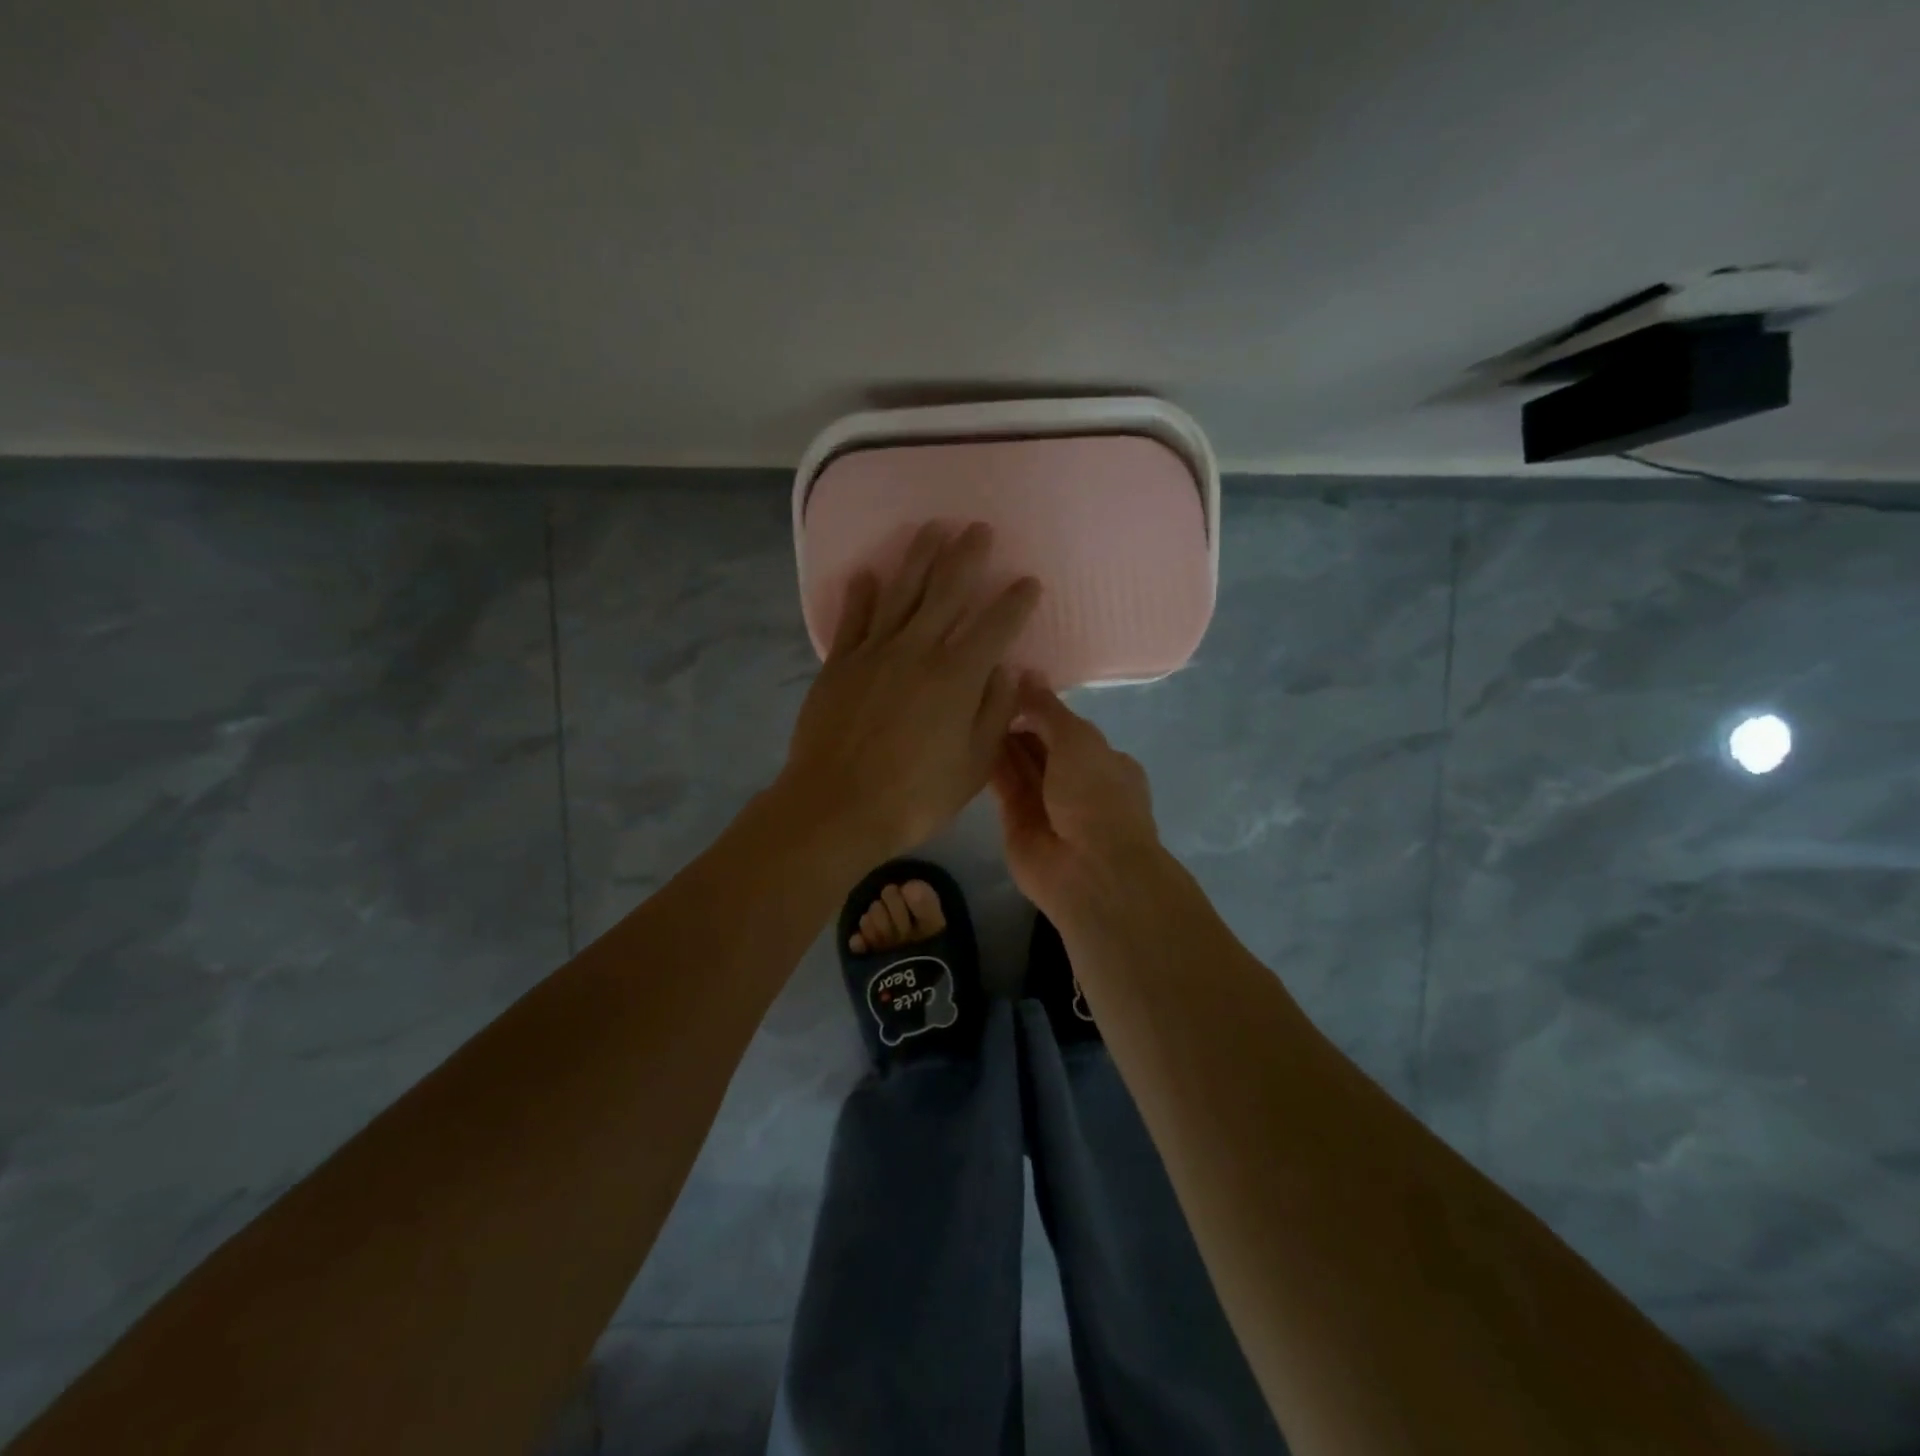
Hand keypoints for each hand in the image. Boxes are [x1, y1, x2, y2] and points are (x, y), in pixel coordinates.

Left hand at [780, 523, 1040, 864]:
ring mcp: (873, 653)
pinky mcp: (839, 664)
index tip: (1029, 581)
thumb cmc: (914, 796)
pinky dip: (861, 593)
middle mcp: (917, 651)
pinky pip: (852, 618)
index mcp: (956, 677)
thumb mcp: (972, 766)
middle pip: (946, 591)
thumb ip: (994, 713)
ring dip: (919, 556)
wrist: (835, 806)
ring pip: (900, 592)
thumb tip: (1013, 670)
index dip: (1015, 601)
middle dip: (967, 556)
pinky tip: (867, 572)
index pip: (995, 626)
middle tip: (979, 528)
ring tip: (933, 528)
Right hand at [989, 677, 1167, 919]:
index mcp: (1104, 761)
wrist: (1088, 869)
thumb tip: (1026, 672)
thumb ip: (1048, 708)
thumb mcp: (1078, 739)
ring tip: (968, 706)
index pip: (1068, 728)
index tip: (1009, 681)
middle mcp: (1076, 782)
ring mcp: (1047, 804)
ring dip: (1000, 740)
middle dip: (1018, 721)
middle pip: (1041, 745)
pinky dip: (989, 765)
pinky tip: (965, 738)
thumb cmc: (1095, 795)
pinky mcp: (1017, 822)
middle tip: (980, 690)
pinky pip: (1002, 786)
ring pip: (1020, 764)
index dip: (1041, 706)